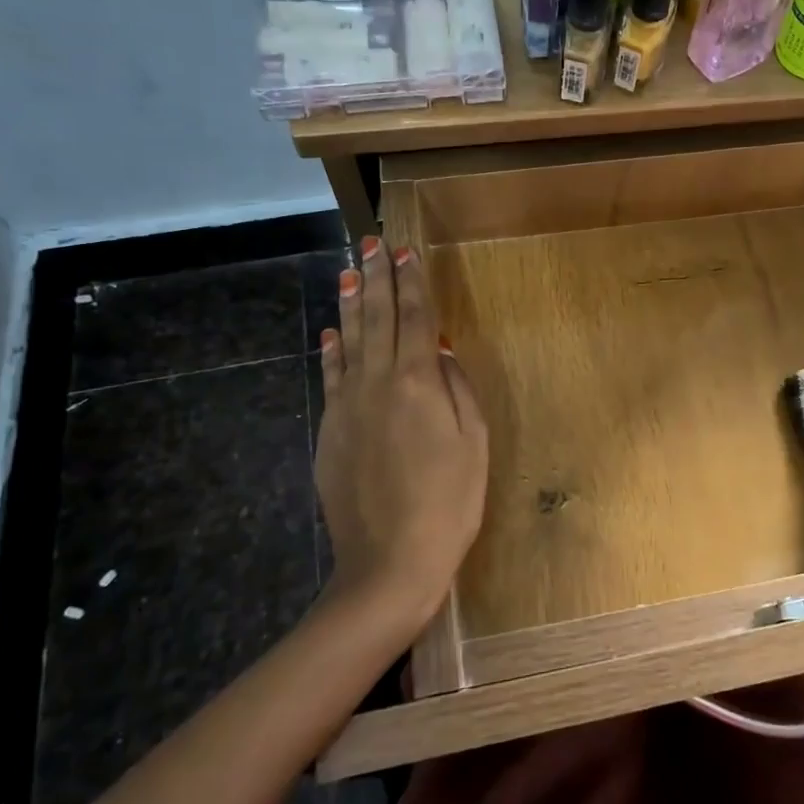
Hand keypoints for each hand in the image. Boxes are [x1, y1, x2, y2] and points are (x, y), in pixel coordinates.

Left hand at [315, 236, 488, 639]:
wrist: (389, 561)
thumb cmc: (450, 502)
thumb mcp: (473, 442)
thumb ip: (456, 388)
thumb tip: (439, 349)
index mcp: (417, 382)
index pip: (415, 318)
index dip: (412, 283)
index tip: (406, 251)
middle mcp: (377, 383)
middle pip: (377, 319)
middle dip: (377, 278)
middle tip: (371, 243)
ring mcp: (347, 406)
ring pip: (348, 341)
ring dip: (351, 304)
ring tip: (350, 272)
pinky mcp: (330, 430)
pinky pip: (331, 377)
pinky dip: (332, 349)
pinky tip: (331, 331)